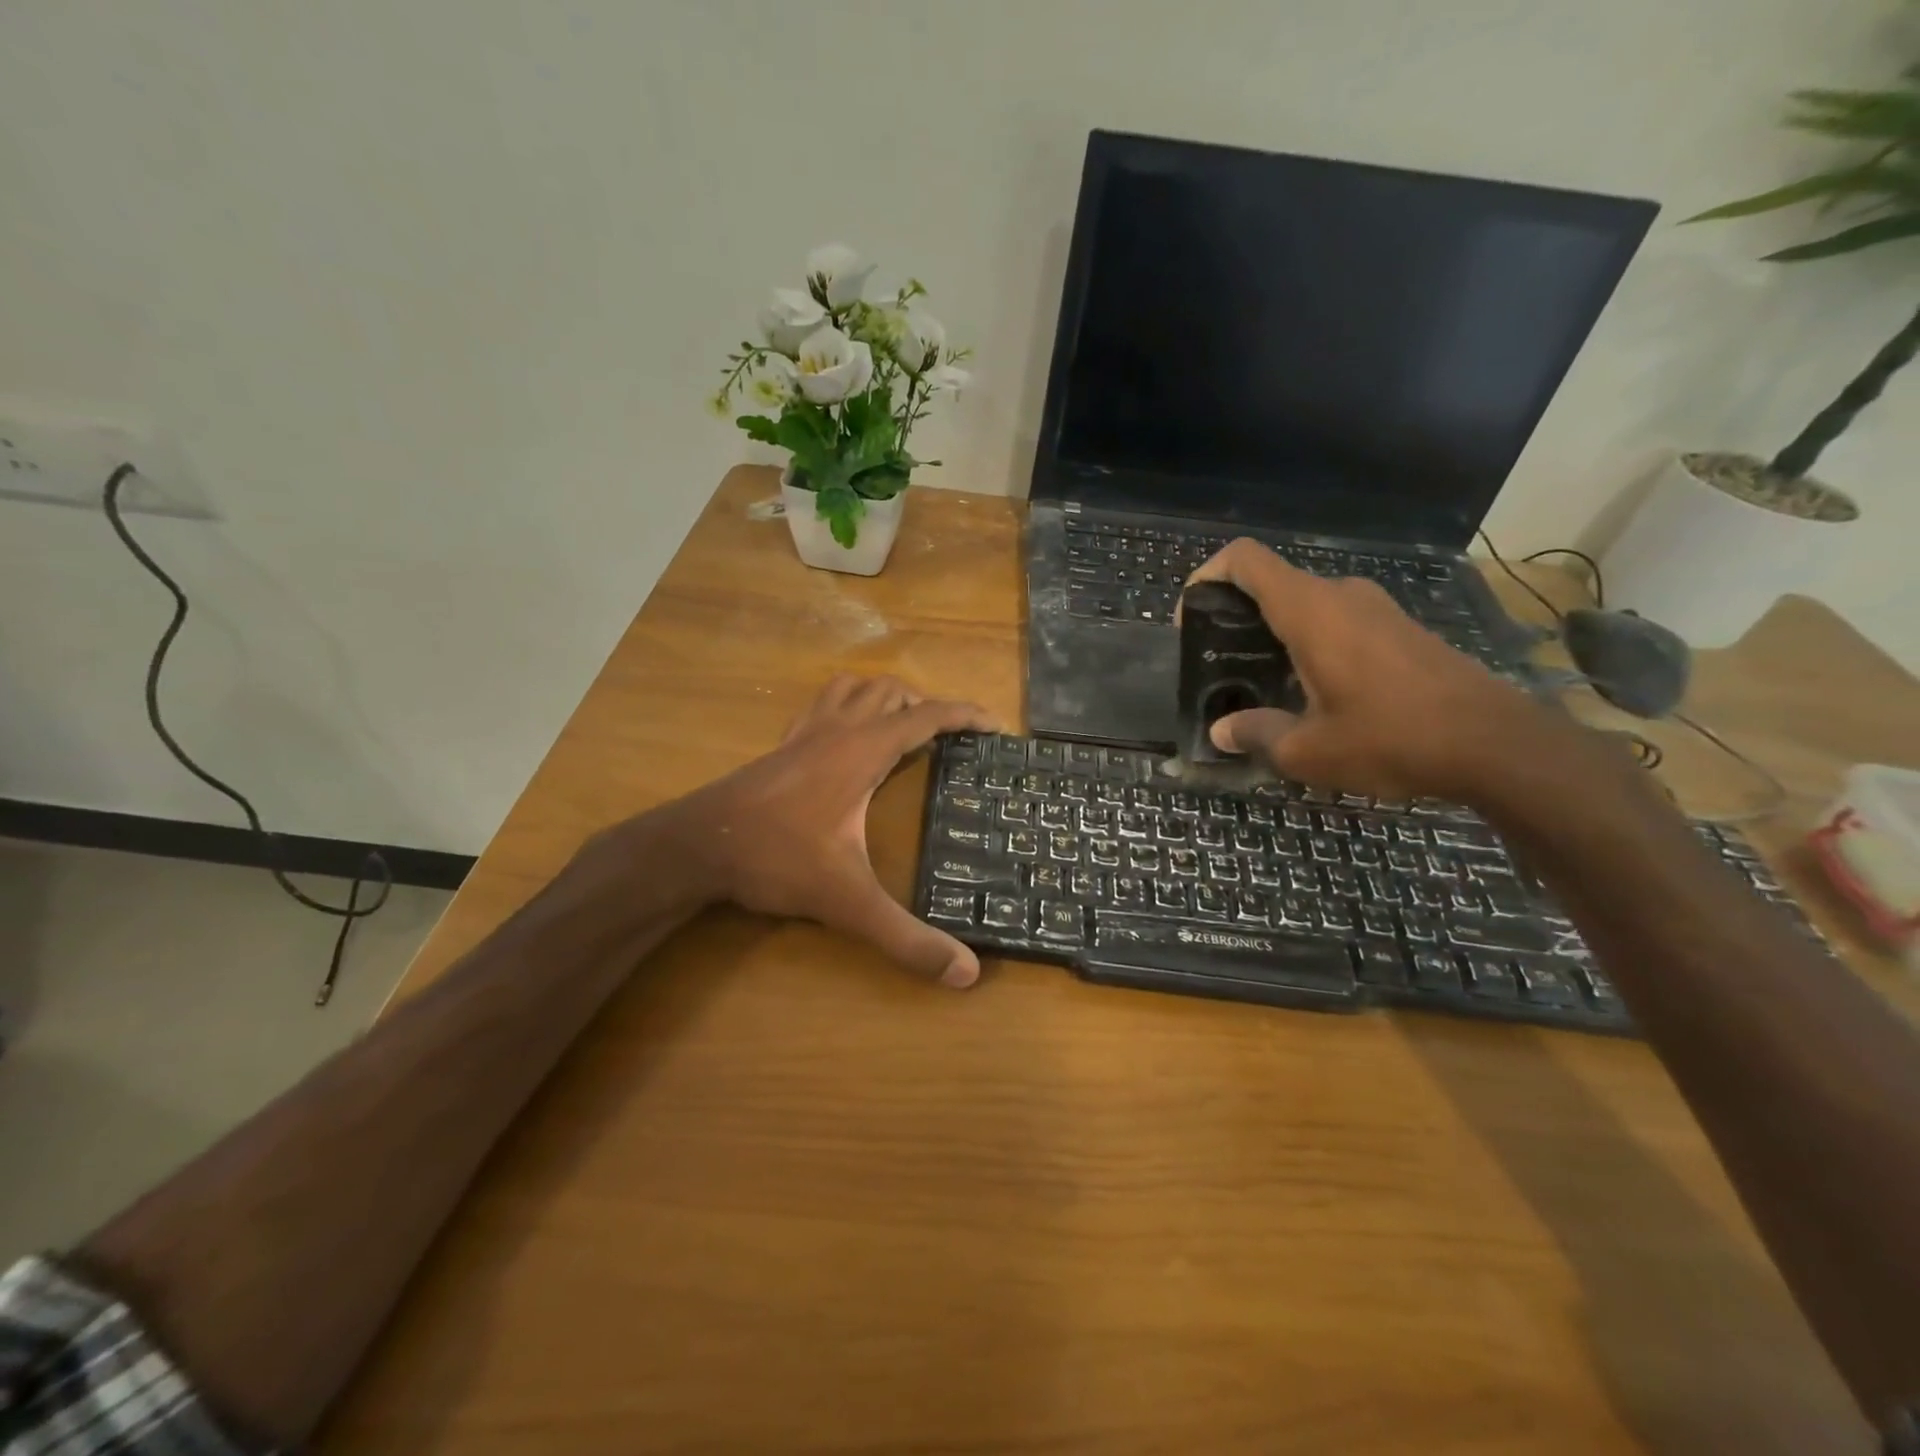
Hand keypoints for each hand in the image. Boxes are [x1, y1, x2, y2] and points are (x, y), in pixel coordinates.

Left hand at [672, 675, 994, 987]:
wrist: (695, 846)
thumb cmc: (776, 858)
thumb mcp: (847, 901)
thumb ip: (907, 938)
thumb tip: (967, 974)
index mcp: (863, 751)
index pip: (926, 716)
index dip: (965, 715)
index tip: (995, 726)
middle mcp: (837, 731)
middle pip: (891, 693)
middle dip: (926, 707)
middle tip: (947, 742)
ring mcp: (804, 733)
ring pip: (853, 689)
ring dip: (884, 699)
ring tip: (903, 731)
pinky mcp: (781, 746)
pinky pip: (822, 705)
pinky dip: (847, 708)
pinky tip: (846, 743)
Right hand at [1183, 539, 1552, 800]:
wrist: (1497, 744)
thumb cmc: (1391, 738)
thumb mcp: (1307, 750)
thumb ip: (1256, 733)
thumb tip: (1222, 731)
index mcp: (1310, 611)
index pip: (1245, 560)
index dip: (1206, 576)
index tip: (1191, 616)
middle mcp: (1342, 596)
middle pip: (1272, 582)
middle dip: (1236, 613)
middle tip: (1219, 662)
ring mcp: (1377, 608)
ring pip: (1307, 602)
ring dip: (1274, 630)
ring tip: (1259, 678)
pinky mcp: (1401, 628)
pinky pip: (1338, 619)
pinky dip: (1310, 639)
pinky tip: (1311, 688)